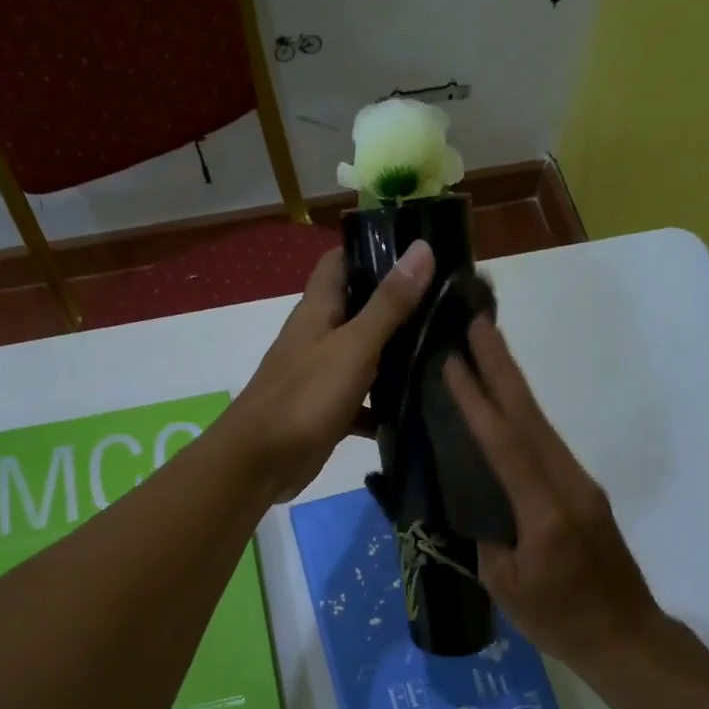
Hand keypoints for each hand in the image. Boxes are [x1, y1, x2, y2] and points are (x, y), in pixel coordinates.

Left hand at [230, 240, 434, 501]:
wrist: (261, 461)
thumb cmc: (306, 396)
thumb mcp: (354, 345)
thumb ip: (389, 303)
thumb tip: (422, 247)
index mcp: (318, 309)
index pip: (341, 261)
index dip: (374, 249)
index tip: (418, 250)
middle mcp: (318, 335)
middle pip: (357, 307)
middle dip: (397, 303)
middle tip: (447, 301)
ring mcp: (321, 374)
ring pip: (363, 354)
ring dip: (395, 353)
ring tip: (444, 348)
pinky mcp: (328, 410)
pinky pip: (361, 399)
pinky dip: (383, 402)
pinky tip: (416, 406)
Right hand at [443, 318, 662, 669]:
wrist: (626, 637)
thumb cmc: (560, 621)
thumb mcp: (506, 586)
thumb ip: (487, 535)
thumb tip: (477, 499)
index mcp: (545, 512)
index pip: (505, 444)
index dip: (477, 401)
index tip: (453, 361)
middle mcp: (568, 484)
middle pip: (530, 415)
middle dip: (502, 366)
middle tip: (478, 322)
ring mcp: (581, 484)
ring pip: (541, 423)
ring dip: (513, 383)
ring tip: (488, 348)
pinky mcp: (584, 491)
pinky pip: (547, 443)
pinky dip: (523, 413)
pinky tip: (506, 403)